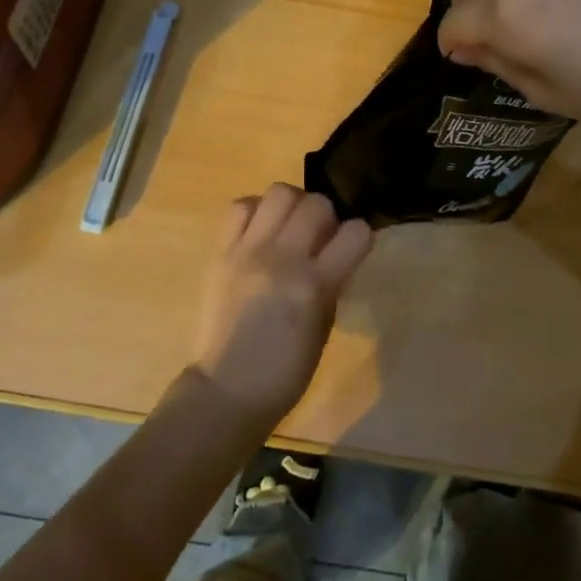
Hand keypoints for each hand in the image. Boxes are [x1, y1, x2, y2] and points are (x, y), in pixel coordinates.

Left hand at [192, 185, 372, 433]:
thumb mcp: (324, 327)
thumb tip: (335, 252)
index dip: (359, 236)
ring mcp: (248, 250)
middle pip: (316, 203)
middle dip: (326, 215)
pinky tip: (260, 231)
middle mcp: (282, 258)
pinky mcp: (221, 251)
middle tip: (319, 236)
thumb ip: (331, 282)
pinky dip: (256, 211)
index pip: (356, 233)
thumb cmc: (285, 370)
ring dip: (292, 205)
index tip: (353, 246)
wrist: (227, 388)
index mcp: (315, 285)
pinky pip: (240, 207)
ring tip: (288, 227)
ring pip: (279, 192)